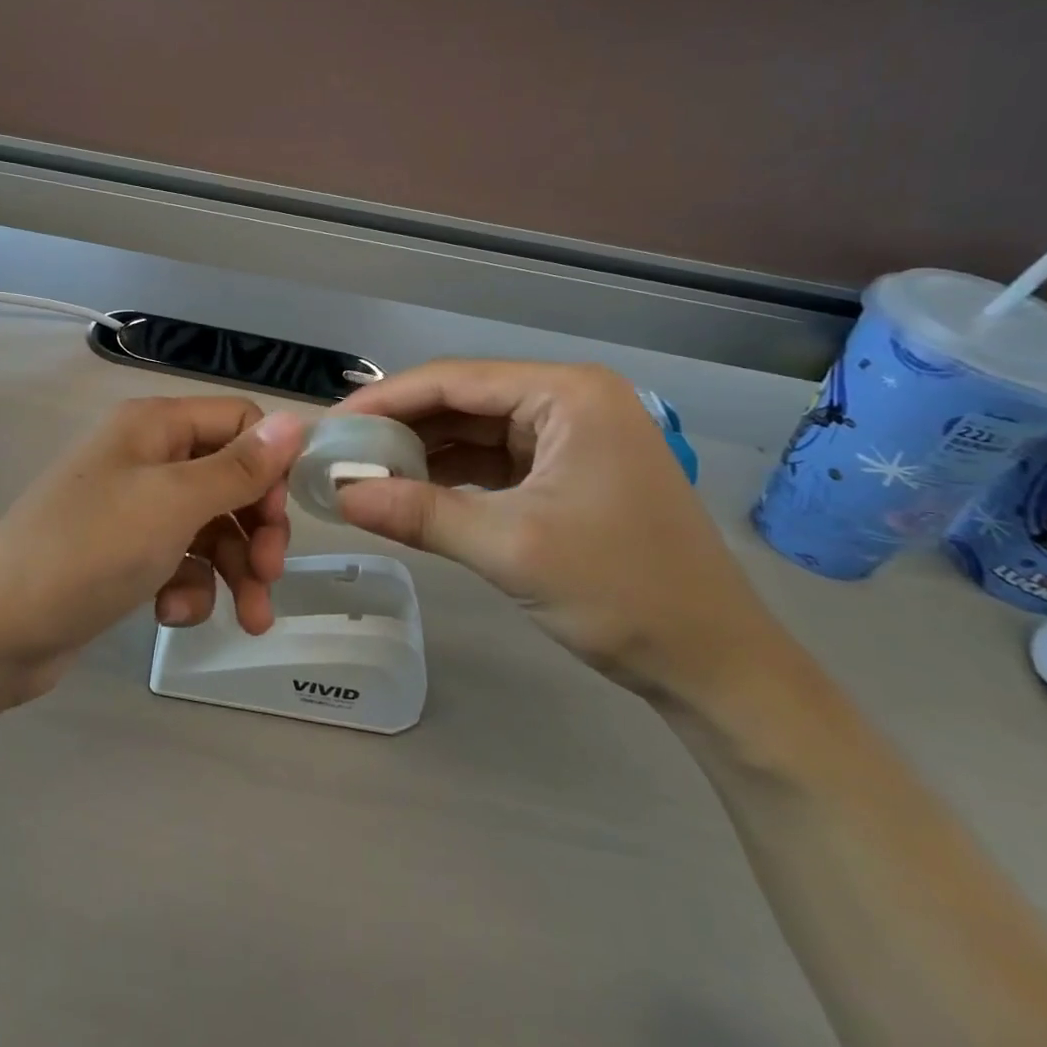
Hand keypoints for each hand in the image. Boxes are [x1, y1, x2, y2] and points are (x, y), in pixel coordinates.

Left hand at [0, 397, 307, 691]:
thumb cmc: (90, 549)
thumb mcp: (174, 503)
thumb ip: (239, 467)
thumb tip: (299, 421)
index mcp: (155, 425)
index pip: (240, 422)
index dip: (269, 467)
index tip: (279, 518)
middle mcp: (147, 456)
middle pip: (229, 479)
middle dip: (256, 530)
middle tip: (268, 576)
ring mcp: (133, 507)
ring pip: (210, 527)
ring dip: (233, 570)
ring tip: (248, 619)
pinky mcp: (124, 553)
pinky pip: (179, 560)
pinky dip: (188, 587)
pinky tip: (173, 614)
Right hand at [332, 360, 792, 700]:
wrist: (716, 666)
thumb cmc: (622, 592)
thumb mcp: (510, 547)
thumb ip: (419, 514)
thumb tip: (338, 495)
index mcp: (567, 394)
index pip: (453, 380)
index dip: (384, 401)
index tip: (330, 428)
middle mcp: (569, 400)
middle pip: (462, 401)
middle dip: (400, 428)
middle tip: (339, 454)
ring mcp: (570, 436)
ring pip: (474, 431)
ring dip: (421, 453)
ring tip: (363, 473)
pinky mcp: (566, 473)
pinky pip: (493, 461)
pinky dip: (450, 476)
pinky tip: (410, 491)